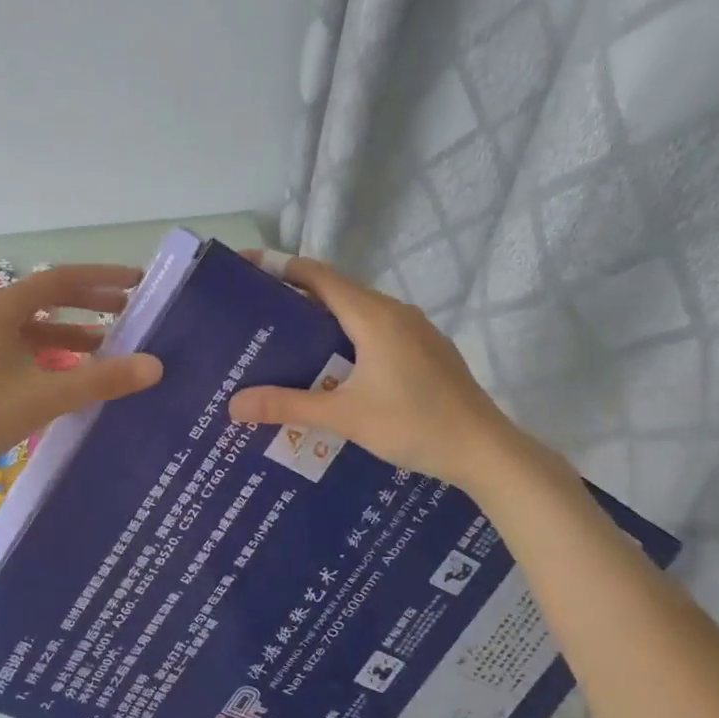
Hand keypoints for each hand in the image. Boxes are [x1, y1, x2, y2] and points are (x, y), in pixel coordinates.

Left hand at [0, 264, 163, 482]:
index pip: (60, 280)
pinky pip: (15, 347)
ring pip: (29, 326)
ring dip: (67, 332)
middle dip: (88, 303)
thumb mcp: (47, 396)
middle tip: (128, 311)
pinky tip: (66, 373)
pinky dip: (45, 353)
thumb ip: (102, 379)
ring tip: (106, 346)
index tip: (136, 282)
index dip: (102, 278)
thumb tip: (155, 365)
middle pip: (45, 298)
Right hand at [227, 251, 522, 490]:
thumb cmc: (414, 424)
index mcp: (373, 316)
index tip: (248, 267)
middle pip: (336, 291)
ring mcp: (415, 332)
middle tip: (256, 315)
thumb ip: (288, 406)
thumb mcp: (344, 416)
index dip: (280, 267)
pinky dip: (346, 339)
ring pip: (357, 314)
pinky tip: (331, 370)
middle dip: (295, 297)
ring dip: (322, 321)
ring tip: (285, 343)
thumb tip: (233, 404)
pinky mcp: (425, 352)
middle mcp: (394, 313)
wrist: (485, 451)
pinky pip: (375, 332)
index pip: (318, 276)